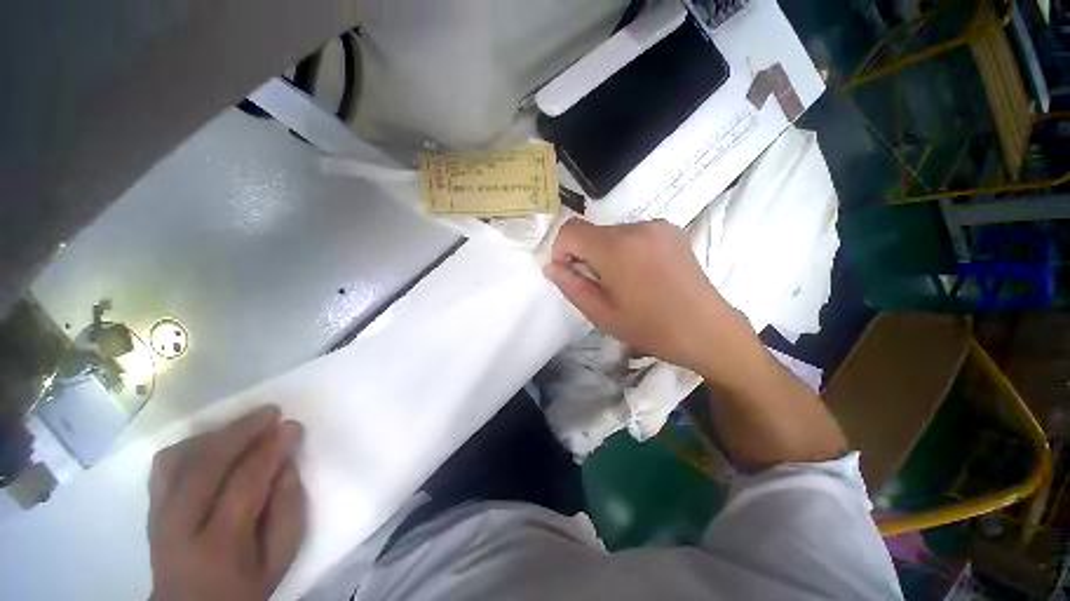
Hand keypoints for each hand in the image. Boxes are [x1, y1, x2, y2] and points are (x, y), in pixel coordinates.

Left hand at [148, 406, 305, 600]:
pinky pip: (165, 465)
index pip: (244, 484)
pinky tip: (214, 441)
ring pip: (179, 459)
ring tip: (246, 425)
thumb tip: (288, 463)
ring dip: (216, 434)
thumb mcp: (279, 558)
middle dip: (241, 431)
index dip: (270, 450)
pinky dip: (191, 444)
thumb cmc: (244, 588)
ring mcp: (159, 515)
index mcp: (219, 545)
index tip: (292, 426)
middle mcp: (180, 527)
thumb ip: (289, 510)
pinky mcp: (151, 508)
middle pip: (205, 465)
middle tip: (271, 411)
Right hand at [543, 219, 749, 375]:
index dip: (561, 250)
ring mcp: (658, 225)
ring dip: (606, 253)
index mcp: (616, 247)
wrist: (707, 330)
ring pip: (612, 233)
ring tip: (624, 282)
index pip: (571, 230)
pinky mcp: (672, 230)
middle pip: (592, 232)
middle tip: (600, 286)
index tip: (569, 273)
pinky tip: (642, 273)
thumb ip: (571, 286)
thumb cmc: (651, 328)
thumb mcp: (601, 314)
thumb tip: (551, 266)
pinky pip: (634, 233)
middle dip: (585, 255)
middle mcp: (637, 226)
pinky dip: (626, 249)